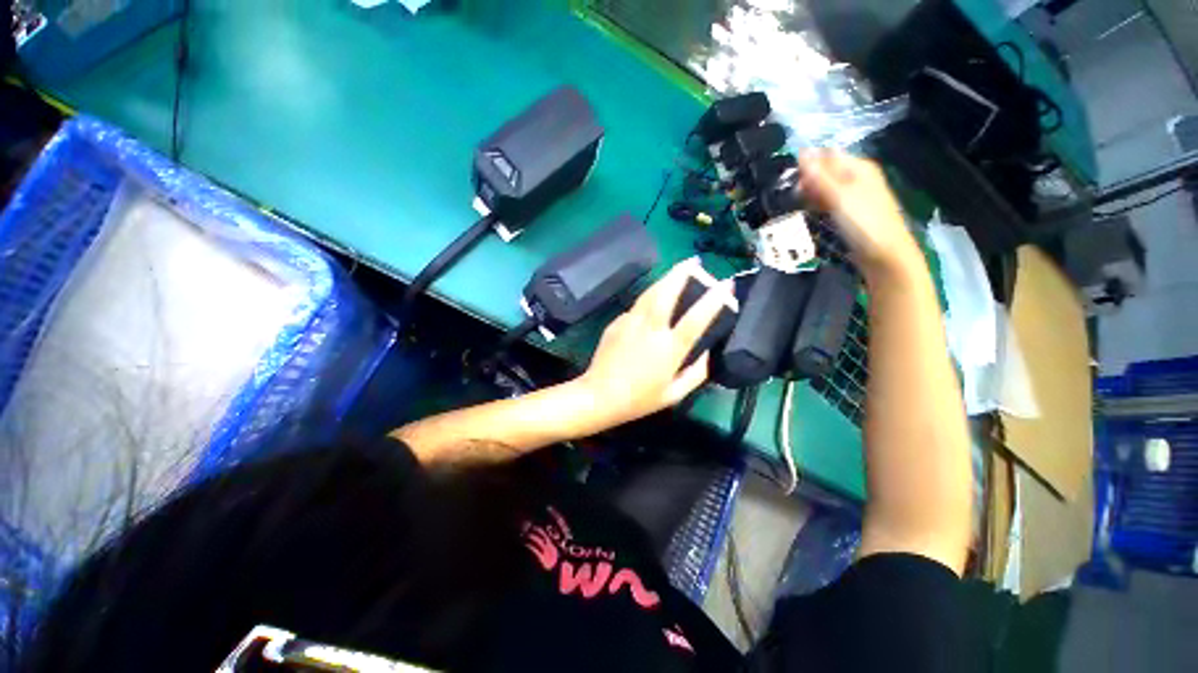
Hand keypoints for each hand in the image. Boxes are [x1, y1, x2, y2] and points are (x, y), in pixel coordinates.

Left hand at [573, 258, 733, 432]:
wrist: (598, 396)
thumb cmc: (639, 400)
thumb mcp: (674, 394)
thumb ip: (696, 373)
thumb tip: (707, 352)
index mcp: (668, 349)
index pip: (695, 319)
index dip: (713, 300)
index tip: (726, 284)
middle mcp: (650, 330)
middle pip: (667, 293)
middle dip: (682, 273)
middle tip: (695, 261)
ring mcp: (630, 322)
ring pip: (650, 292)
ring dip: (666, 277)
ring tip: (678, 269)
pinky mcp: (617, 322)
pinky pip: (637, 306)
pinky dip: (649, 297)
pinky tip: (654, 299)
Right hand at [799, 149, 920, 278]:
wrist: (884, 253)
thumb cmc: (863, 222)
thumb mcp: (839, 197)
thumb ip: (819, 177)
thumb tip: (801, 153)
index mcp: (858, 167)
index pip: (826, 155)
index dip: (807, 164)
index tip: (791, 180)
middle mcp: (856, 177)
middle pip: (825, 171)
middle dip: (807, 181)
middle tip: (794, 197)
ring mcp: (853, 195)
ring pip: (825, 188)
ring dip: (810, 195)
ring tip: (799, 206)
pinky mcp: (849, 212)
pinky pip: (828, 202)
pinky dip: (817, 205)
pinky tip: (809, 214)